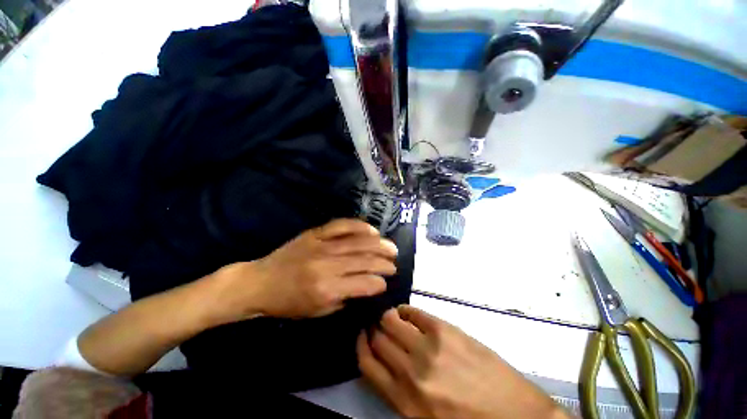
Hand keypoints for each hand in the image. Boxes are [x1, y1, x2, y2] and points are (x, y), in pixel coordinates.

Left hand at [211, 219, 397, 322]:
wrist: (260, 282)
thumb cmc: (288, 303)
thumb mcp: (318, 312)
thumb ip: (345, 298)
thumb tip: (366, 286)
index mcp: (327, 289)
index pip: (364, 283)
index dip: (379, 283)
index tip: (385, 283)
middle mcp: (328, 265)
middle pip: (365, 260)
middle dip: (384, 262)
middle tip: (394, 264)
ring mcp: (322, 245)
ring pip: (358, 241)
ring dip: (379, 244)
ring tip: (391, 248)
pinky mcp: (316, 233)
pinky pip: (342, 225)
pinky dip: (360, 226)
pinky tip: (372, 230)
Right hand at [357, 305, 567, 418]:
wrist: (519, 418)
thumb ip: (401, 394)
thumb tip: (385, 364)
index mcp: (405, 401)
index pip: (368, 364)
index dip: (361, 345)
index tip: (362, 335)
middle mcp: (412, 372)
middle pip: (379, 339)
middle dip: (374, 330)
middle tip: (378, 326)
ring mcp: (430, 347)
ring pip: (392, 320)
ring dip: (388, 317)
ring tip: (391, 317)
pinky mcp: (446, 330)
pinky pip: (415, 312)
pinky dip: (406, 310)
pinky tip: (407, 313)